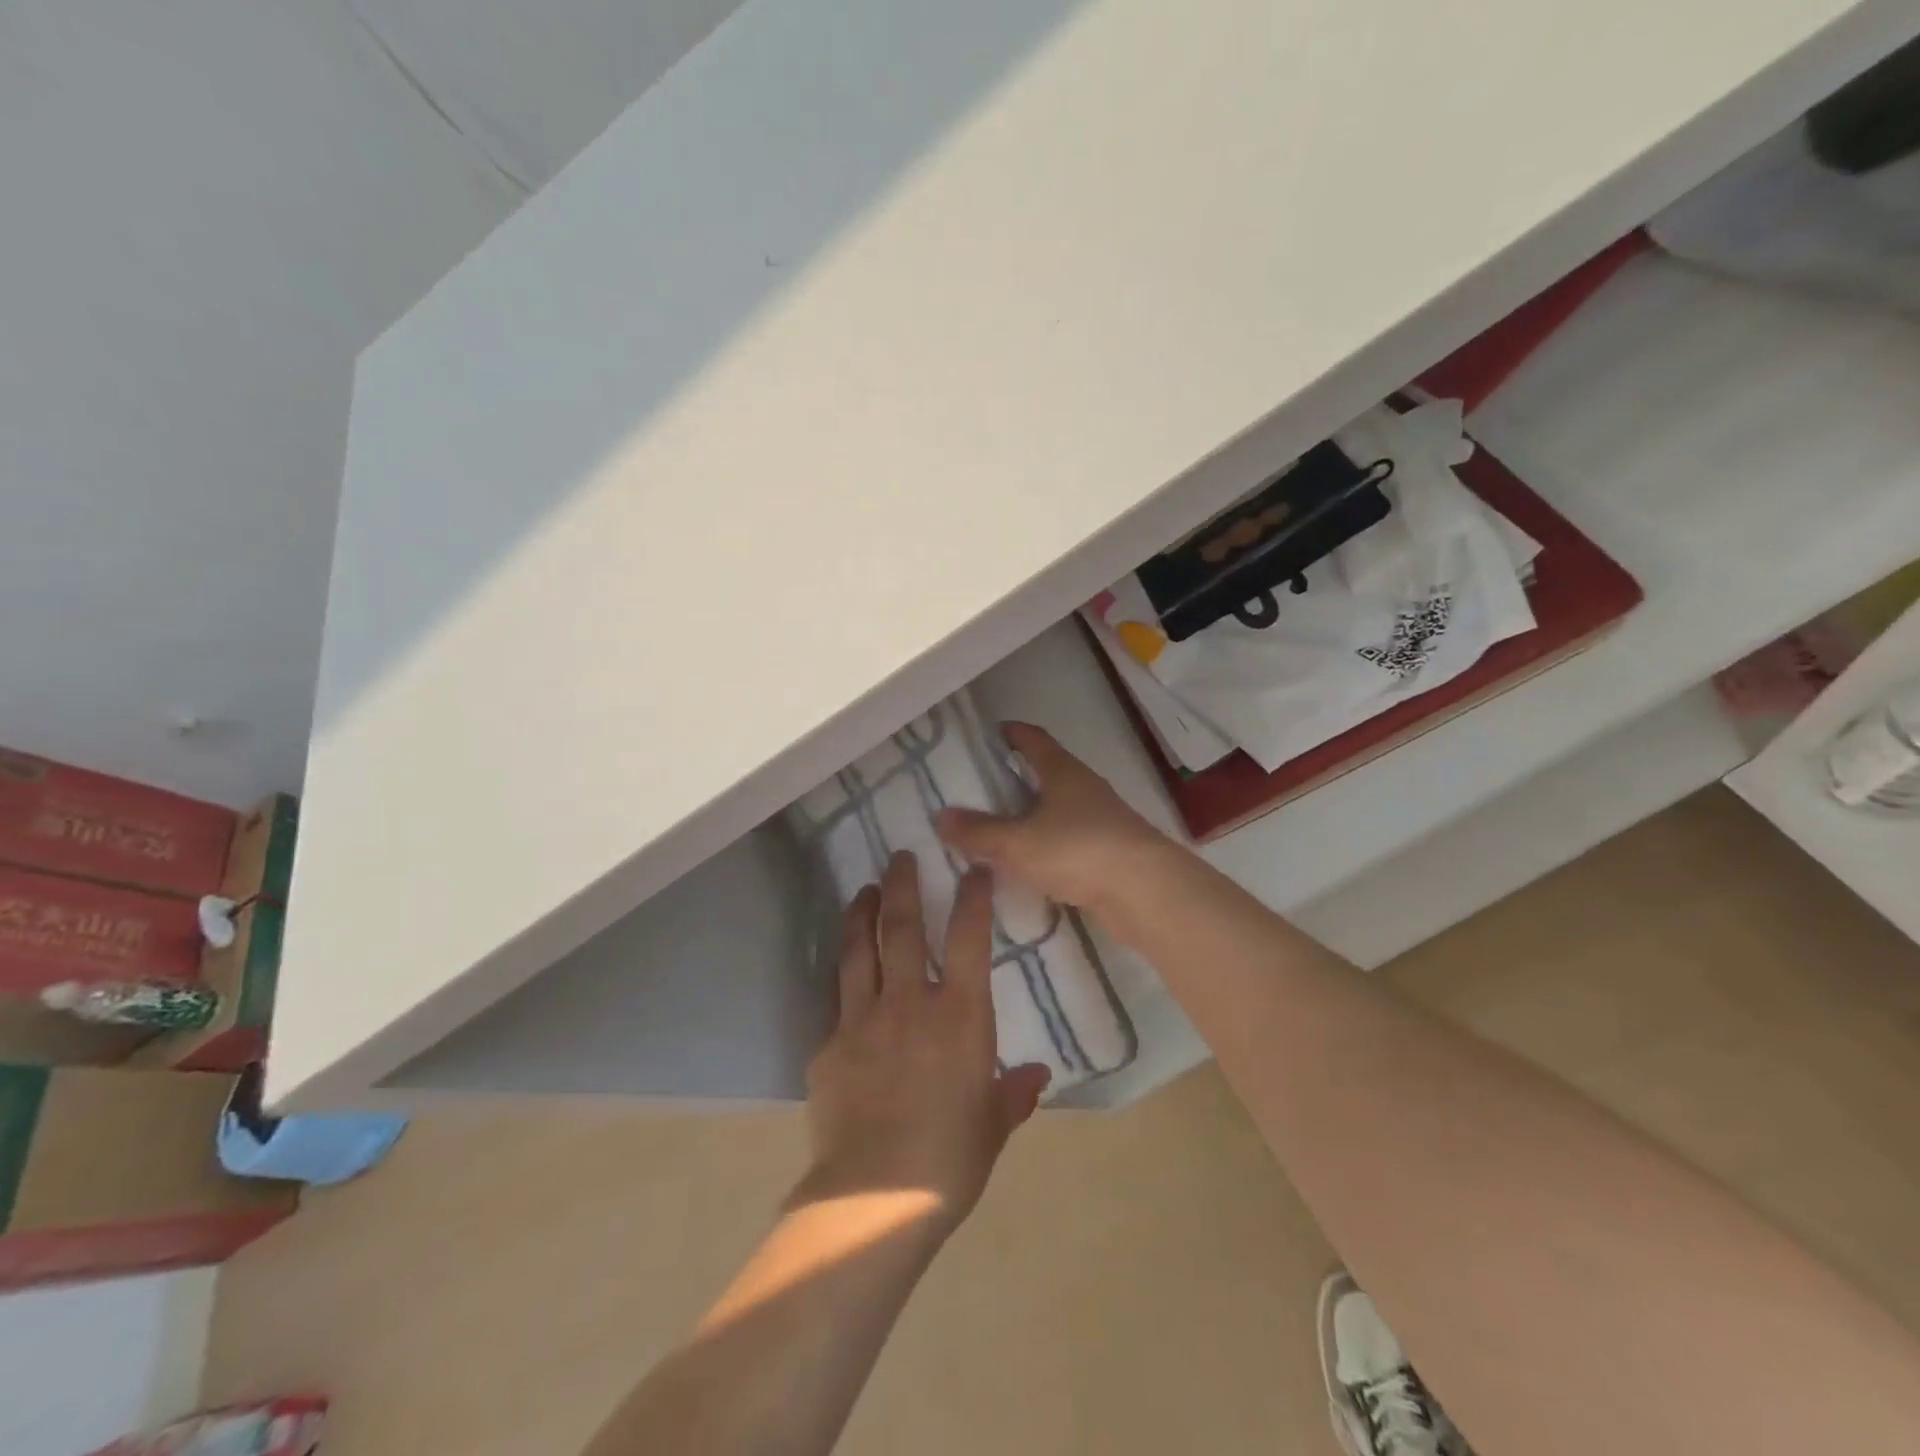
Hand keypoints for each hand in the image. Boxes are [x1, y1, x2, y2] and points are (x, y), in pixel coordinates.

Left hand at [797, 853, 1050, 1233]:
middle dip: (902, 885)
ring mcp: (862, 1019)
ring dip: (862, 915)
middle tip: (899, 856)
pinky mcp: (828, 1045)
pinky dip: (844, 984)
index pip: (969, 939)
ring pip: (860, 951)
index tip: (973, 870)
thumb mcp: (993, 1125)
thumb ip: (1014, 1093)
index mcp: (960, 1015)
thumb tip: (1036, 1077)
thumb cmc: (951, 1158)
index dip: (972, 898)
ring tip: (862, 891)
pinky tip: (845, 982)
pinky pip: (837, 1004)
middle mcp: (910, 1002)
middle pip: (903, 927)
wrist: (877, 1194)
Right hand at [936, 722, 1172, 918]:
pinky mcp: (1109, 852)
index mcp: (1063, 772)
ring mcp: (1101, 820)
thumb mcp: (1017, 843)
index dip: (1012, 733)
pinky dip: (1047, 844)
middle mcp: (1084, 788)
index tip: (991, 732)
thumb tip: (941, 816)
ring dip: (1033, 814)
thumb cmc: (1077, 850)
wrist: (1145, 891)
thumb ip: (978, 832)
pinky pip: (1068, 839)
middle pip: (1047, 772)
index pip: (1034, 740)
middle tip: (982, 786)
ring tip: (1000, 827)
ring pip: (1058, 808)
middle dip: (1017, 776)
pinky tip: (1030, 863)